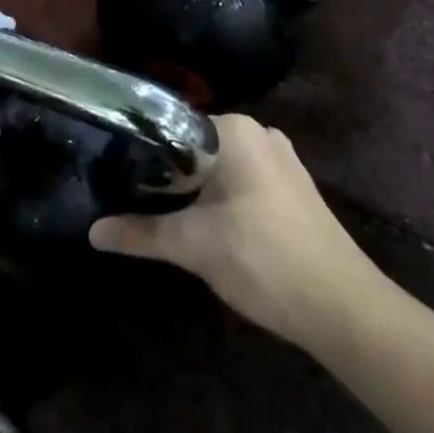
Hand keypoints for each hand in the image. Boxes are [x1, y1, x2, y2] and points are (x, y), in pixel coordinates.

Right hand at [90, 113, 369, 346]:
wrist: (341, 306)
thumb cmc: (261, 258)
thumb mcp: (193, 245)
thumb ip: (140, 234)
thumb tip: (92, 232)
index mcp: (235, 129)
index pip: (172, 126)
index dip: (142, 152)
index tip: (117, 174)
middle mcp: (260, 133)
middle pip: (195, 146)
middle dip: (167, 173)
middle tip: (131, 196)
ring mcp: (281, 159)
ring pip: (220, 165)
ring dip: (194, 188)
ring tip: (160, 210)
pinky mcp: (293, 187)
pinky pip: (243, 179)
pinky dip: (220, 196)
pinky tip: (204, 223)